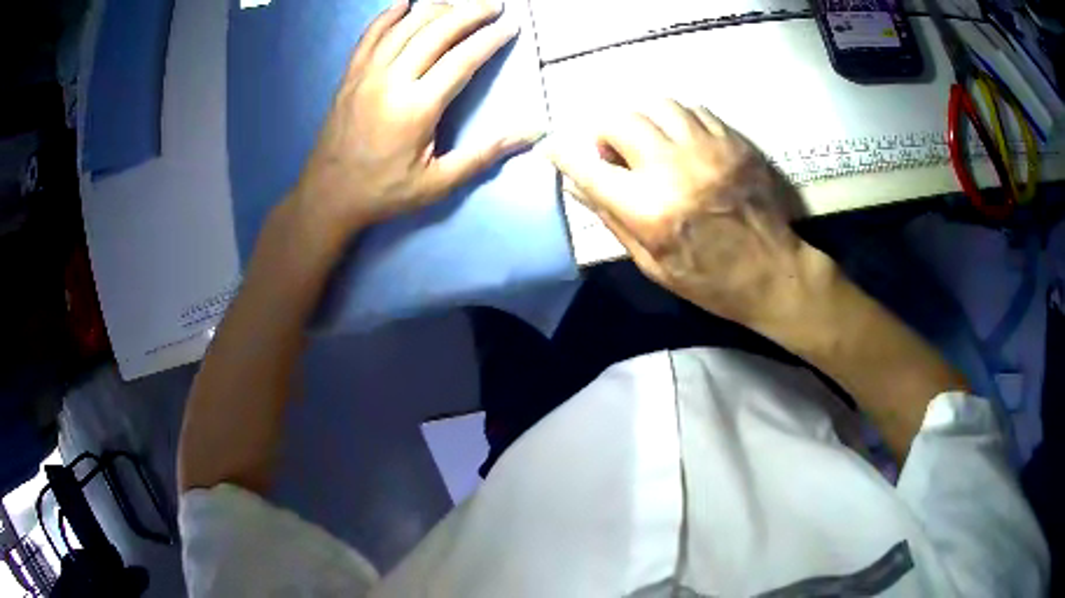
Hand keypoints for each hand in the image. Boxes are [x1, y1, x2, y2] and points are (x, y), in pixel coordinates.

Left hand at [292, 0, 536, 239]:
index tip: (511, 26)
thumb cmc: (385, 191)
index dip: (489, 39)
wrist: (328, 195)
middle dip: (469, 13)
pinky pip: (370, 36)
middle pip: (436, 33)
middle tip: (493, 5)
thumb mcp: (438, 182)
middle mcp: (392, 81)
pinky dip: (388, 16)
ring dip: (435, 9)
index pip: (462, 60)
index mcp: (417, 107)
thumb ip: (484, 154)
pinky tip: (404, 3)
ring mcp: (367, 74)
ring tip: (458, 2)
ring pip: (405, 27)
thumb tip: (531, 132)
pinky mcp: (350, 76)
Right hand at [548, 100, 826, 330]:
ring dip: (643, 120)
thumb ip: (612, 220)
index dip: (564, 155)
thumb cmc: (710, 281)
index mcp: (649, 210)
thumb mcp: (652, 265)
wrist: (773, 274)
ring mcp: (709, 150)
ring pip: (658, 105)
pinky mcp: (734, 143)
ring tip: (648, 141)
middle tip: (613, 151)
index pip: (589, 168)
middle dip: (605, 132)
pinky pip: (694, 111)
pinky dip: (677, 120)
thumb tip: (577, 185)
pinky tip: (681, 141)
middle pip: (621, 120)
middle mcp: (674, 169)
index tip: (553, 148)